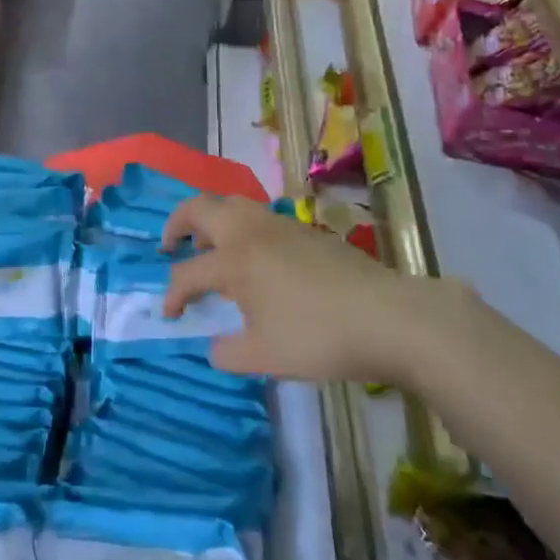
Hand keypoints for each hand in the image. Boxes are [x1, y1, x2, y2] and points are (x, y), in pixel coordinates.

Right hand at [161, 196, 456, 383]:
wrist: (388, 317)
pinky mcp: (307, 230)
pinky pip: (261, 215)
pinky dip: (243, 227)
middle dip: (177, 224)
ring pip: (233, 203)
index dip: (172, 295)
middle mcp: (250, 232)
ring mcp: (281, 225)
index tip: (170, 315)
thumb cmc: (318, 336)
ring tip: (212, 245)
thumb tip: (215, 347)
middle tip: (170, 246)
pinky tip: (257, 258)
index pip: (188, 273)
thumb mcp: (265, 357)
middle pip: (200, 208)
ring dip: (212, 219)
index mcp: (234, 260)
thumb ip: (229, 353)